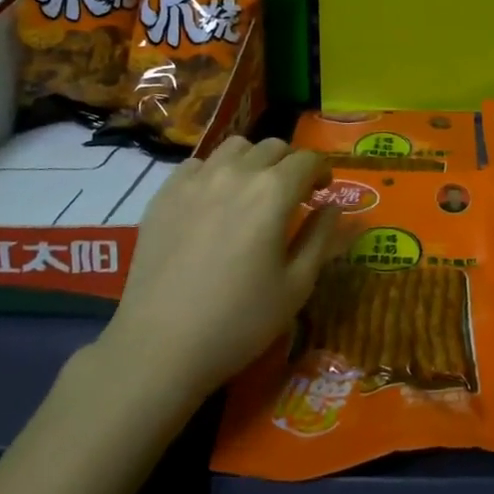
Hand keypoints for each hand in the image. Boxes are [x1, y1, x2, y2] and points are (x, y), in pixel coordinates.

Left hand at [102, 138, 340, 406]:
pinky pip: (198, 165)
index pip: (308, 160)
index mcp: (273, 192)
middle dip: (290, 164)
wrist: (160, 346)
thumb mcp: (297, 286)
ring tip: (252, 191)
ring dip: (253, 161)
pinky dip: (215, 172)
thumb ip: (321, 237)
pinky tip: (213, 202)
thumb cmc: (239, 321)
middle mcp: (236, 173)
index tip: (322, 193)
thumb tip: (332, 206)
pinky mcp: (164, 194)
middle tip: (291, 195)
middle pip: (273, 147)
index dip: (322, 172)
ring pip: (235, 147)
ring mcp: (195, 180)